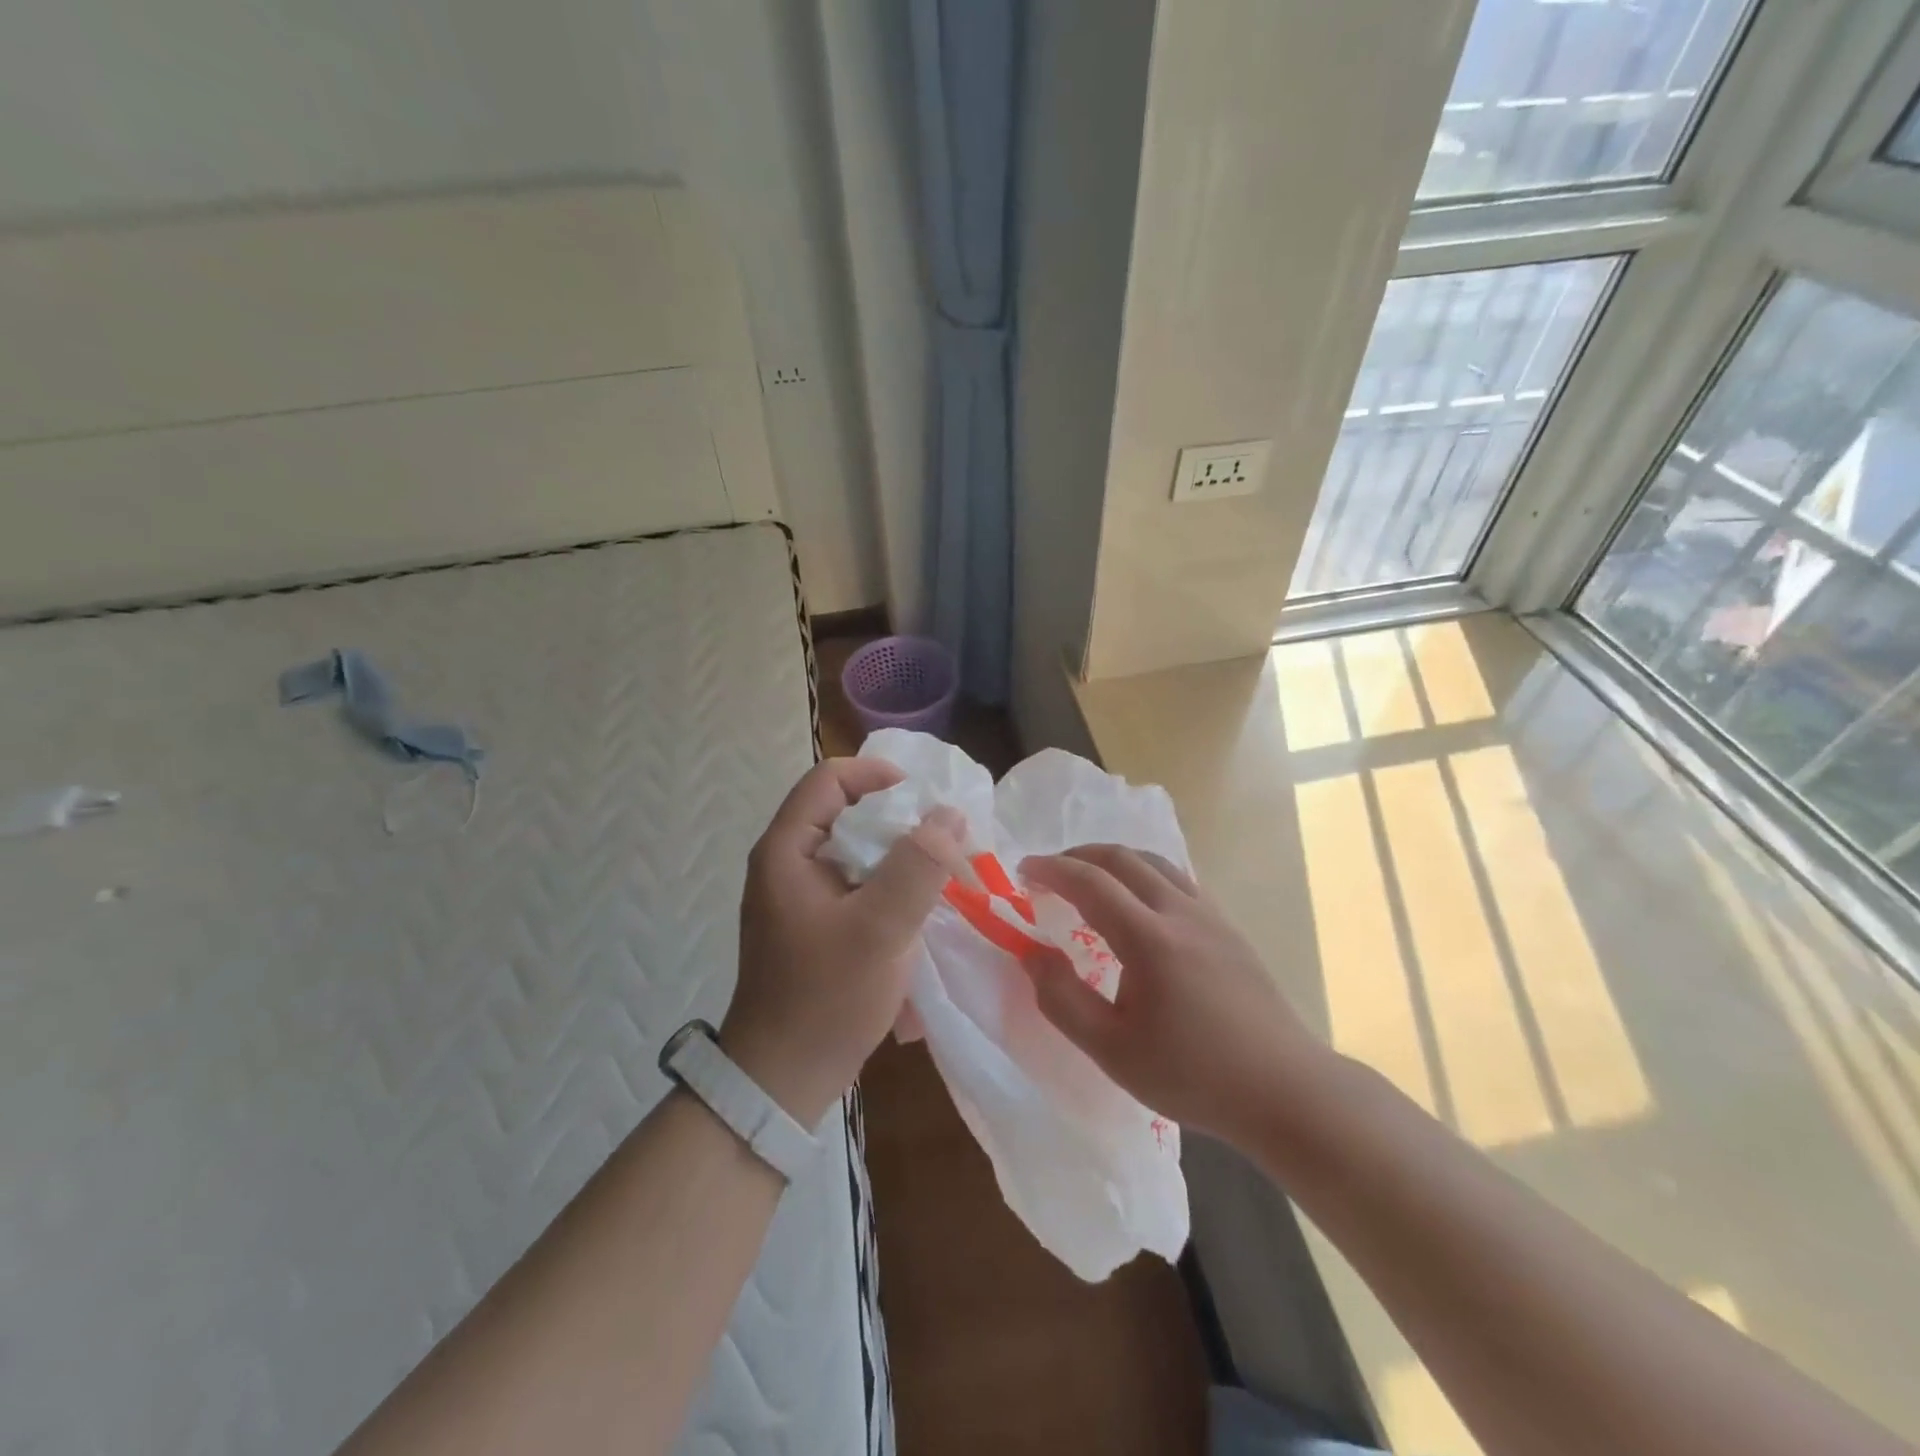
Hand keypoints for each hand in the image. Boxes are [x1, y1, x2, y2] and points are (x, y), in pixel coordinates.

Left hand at [722, 759, 962, 1127]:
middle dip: (898, 817)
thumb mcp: (880, 928)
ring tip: (942, 869)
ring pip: (855, 848)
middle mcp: (787, 862)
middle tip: (945, 836)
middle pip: (845, 810)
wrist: (783, 1079)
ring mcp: (800, 895)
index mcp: (786, 849)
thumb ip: (918, 867)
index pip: (829, 778)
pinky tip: (920, 905)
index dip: (878, 776)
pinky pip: (857, 882)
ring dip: (899, 852)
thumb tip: (949, 814)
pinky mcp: (815, 922)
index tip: (925, 800)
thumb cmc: (826, 998)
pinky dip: (890, 882)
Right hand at [1018, 845, 1333, 1148]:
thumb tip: (1031, 952)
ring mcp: (1211, 916)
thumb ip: (1062, 999)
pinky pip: (1179, 878)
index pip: (1091, 882)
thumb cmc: (1193, 1075)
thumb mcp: (1112, 1050)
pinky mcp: (1229, 928)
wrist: (1285, 1090)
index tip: (1023, 871)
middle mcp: (1181, 912)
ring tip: (1089, 877)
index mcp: (1149, 939)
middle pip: (1123, 858)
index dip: (1052, 870)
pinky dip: (1145, 873)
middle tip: (1049, 871)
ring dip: (1114, 859)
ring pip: (1155, 862)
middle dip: (1079, 855)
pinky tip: (1139, 901)